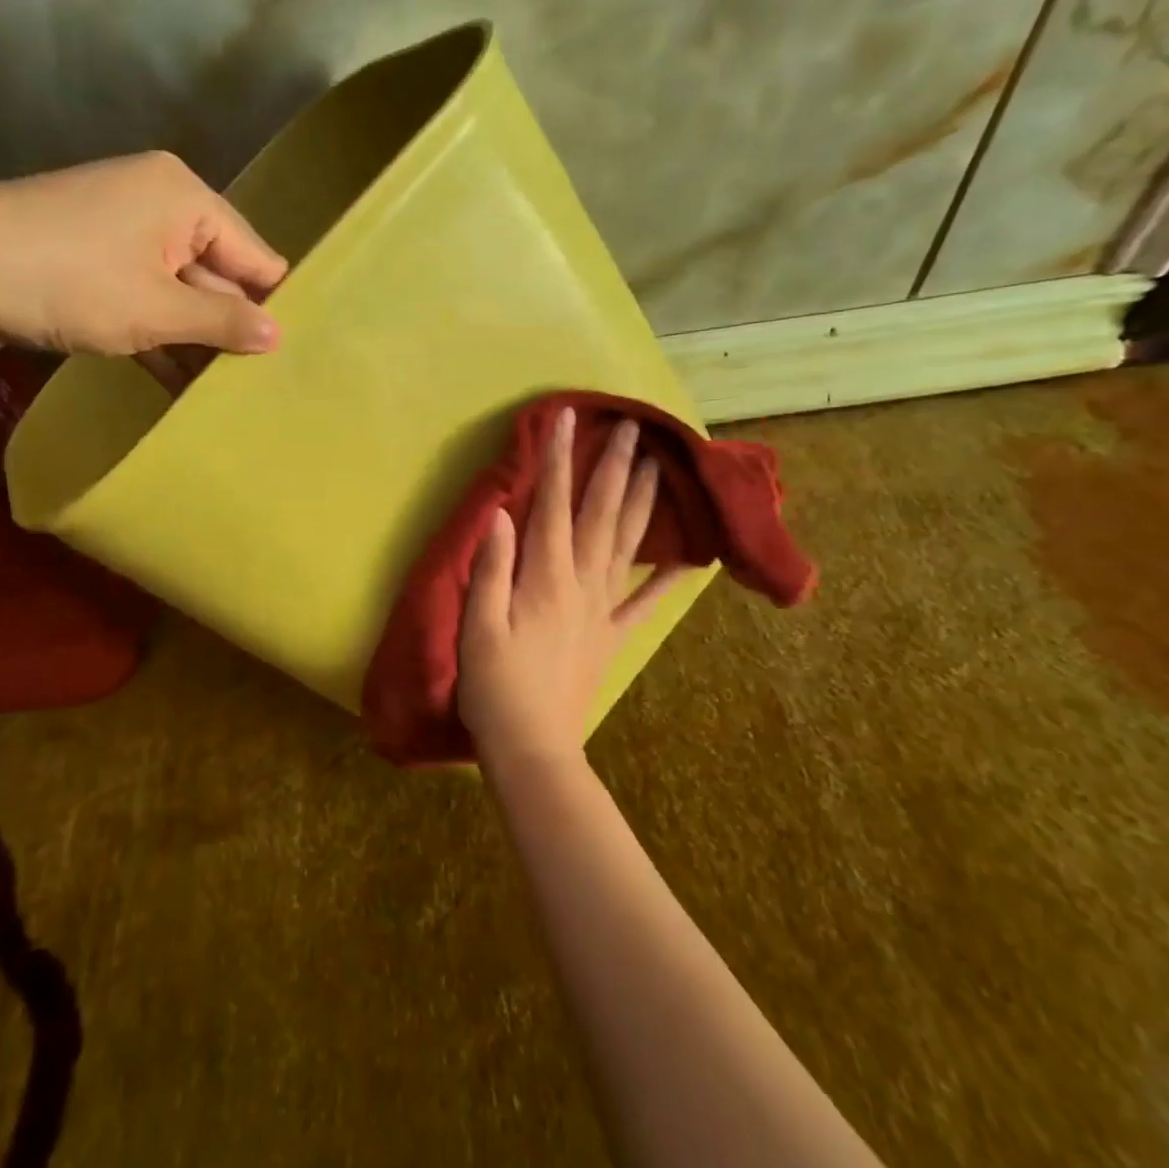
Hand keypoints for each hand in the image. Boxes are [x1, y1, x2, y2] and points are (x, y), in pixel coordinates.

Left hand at [0, 152, 287, 376]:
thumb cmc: (68, 281)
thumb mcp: (157, 309)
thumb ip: (223, 321)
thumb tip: (280, 335)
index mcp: (184, 198)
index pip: (253, 254)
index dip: (270, 304)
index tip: (289, 356)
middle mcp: (158, 204)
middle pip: (216, 273)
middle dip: (230, 326)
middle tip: (259, 384)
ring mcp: (121, 233)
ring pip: (178, 292)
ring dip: (193, 340)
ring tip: (224, 393)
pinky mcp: (92, 262)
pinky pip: (143, 299)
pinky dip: (157, 336)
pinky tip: (178, 383)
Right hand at [458, 407, 687, 770]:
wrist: (534, 749)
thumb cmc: (495, 687)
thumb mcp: (478, 627)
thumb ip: (491, 568)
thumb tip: (501, 513)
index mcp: (545, 578)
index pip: (553, 505)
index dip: (560, 459)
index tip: (568, 418)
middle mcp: (582, 584)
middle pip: (602, 516)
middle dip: (615, 468)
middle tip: (633, 428)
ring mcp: (602, 610)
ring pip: (628, 545)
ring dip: (643, 503)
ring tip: (659, 467)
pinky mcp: (611, 636)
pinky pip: (645, 602)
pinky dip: (668, 578)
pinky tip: (690, 558)